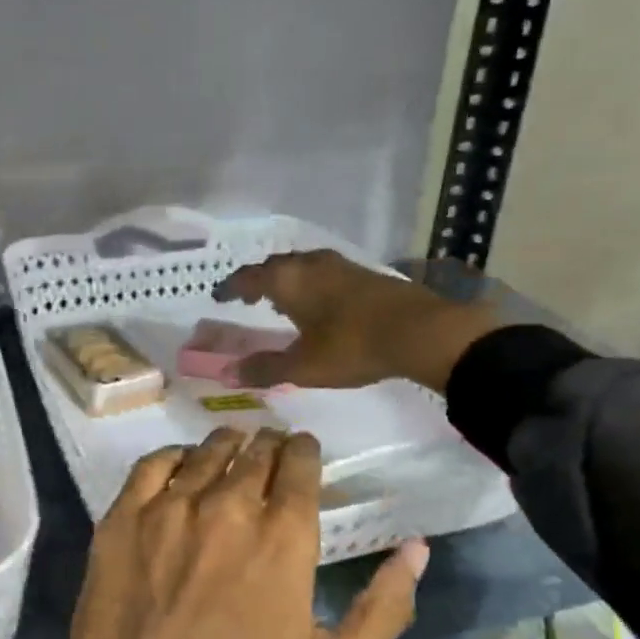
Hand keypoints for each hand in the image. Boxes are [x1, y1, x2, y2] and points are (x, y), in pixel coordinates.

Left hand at [14, 427, 428, 638]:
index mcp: (283, 538)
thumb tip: (417, 548)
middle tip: (270, 447)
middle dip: (268, 445)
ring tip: (232, 447)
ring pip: (204, 453)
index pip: (298, 466)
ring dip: (226, 445)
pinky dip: (173, 458)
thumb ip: (383, 606)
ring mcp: (168, 511)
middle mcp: (227, 507)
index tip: (303, 450)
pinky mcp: (121, 522)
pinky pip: (151, 467)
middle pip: (253, 453)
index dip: (303, 451)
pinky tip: (179, 466)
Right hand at [213, 249, 498, 391]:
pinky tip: (318, 303)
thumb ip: (264, 369)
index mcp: (288, 280)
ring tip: (280, 300)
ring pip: (301, 266)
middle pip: (274, 266)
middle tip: (247, 297)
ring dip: (285, 280)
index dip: (230, 287)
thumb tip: (227, 374)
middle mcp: (310, 264)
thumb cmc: (352, 347)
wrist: (420, 331)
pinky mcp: (364, 273)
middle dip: (257, 280)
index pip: (248, 277)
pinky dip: (309, 283)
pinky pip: (322, 272)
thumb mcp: (303, 366)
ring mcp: (340, 265)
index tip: (219, 296)